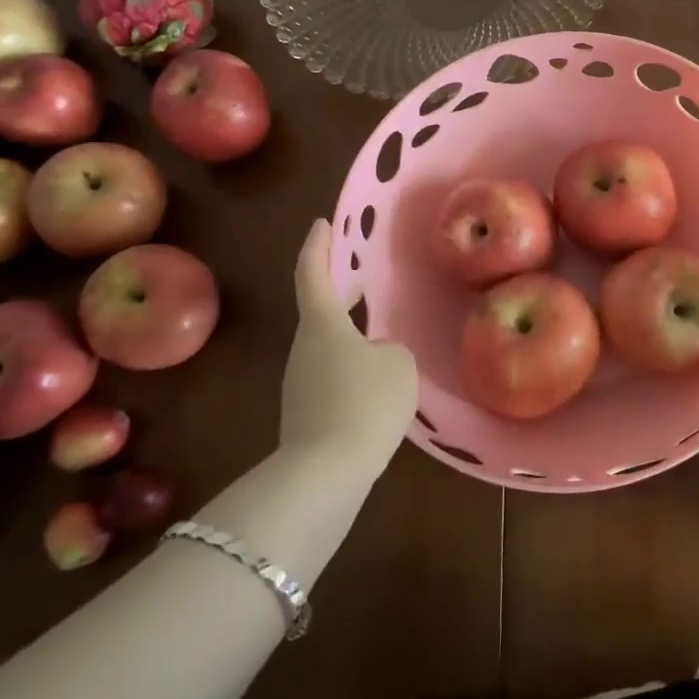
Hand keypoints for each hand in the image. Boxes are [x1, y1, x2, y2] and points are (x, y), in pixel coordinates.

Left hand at [280, 218, 417, 484]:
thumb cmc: (364, 402)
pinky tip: (377, 383)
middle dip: (339, 292)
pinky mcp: (307, 414)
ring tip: (382, 336)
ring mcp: (301, 383)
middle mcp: (304, 348)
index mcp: (323, 324)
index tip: (322, 223)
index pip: (313, 273)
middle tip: (360, 278)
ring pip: (328, 347)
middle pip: (320, 311)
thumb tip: (375, 356)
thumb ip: (390, 349)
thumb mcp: (397, 364)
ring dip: (350, 336)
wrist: (325, 475)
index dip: (318, 245)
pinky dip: (352, 368)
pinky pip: (333, 377)